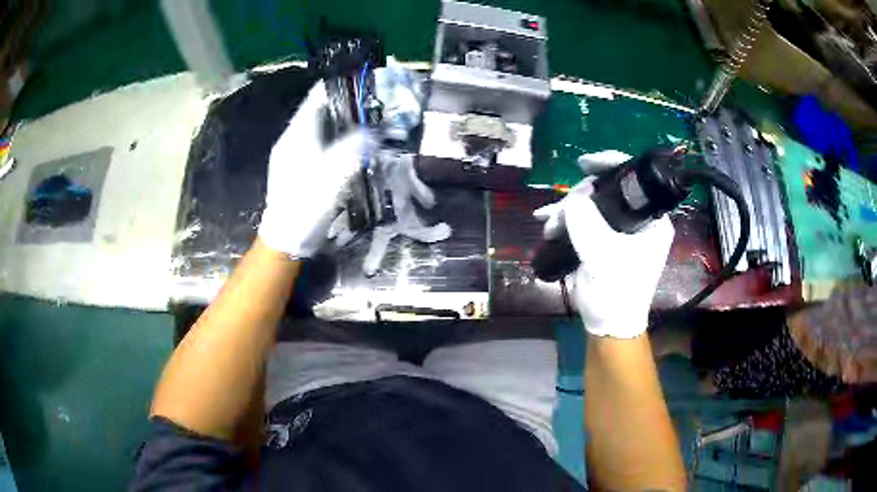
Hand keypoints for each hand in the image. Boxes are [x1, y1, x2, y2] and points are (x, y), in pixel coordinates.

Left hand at [259, 82, 371, 258]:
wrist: (285, 238)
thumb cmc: (307, 203)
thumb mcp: (335, 173)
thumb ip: (356, 146)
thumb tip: (374, 129)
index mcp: (298, 132)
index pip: (318, 96)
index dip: (342, 86)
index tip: (366, 85)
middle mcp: (291, 137)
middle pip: (319, 110)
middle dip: (346, 105)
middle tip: (373, 107)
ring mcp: (290, 152)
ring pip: (318, 126)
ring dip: (341, 122)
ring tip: (366, 124)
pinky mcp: (294, 166)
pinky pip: (316, 142)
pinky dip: (333, 138)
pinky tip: (348, 148)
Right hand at [534, 178, 674, 338]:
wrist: (608, 325)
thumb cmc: (617, 292)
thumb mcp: (602, 255)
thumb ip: (586, 222)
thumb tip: (572, 200)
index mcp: (651, 220)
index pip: (635, 179)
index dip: (609, 164)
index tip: (583, 163)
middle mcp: (639, 221)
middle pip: (608, 191)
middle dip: (579, 198)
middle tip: (558, 213)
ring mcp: (621, 231)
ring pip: (592, 205)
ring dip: (567, 211)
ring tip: (548, 224)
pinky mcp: (605, 241)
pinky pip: (585, 220)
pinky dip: (567, 221)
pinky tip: (548, 224)